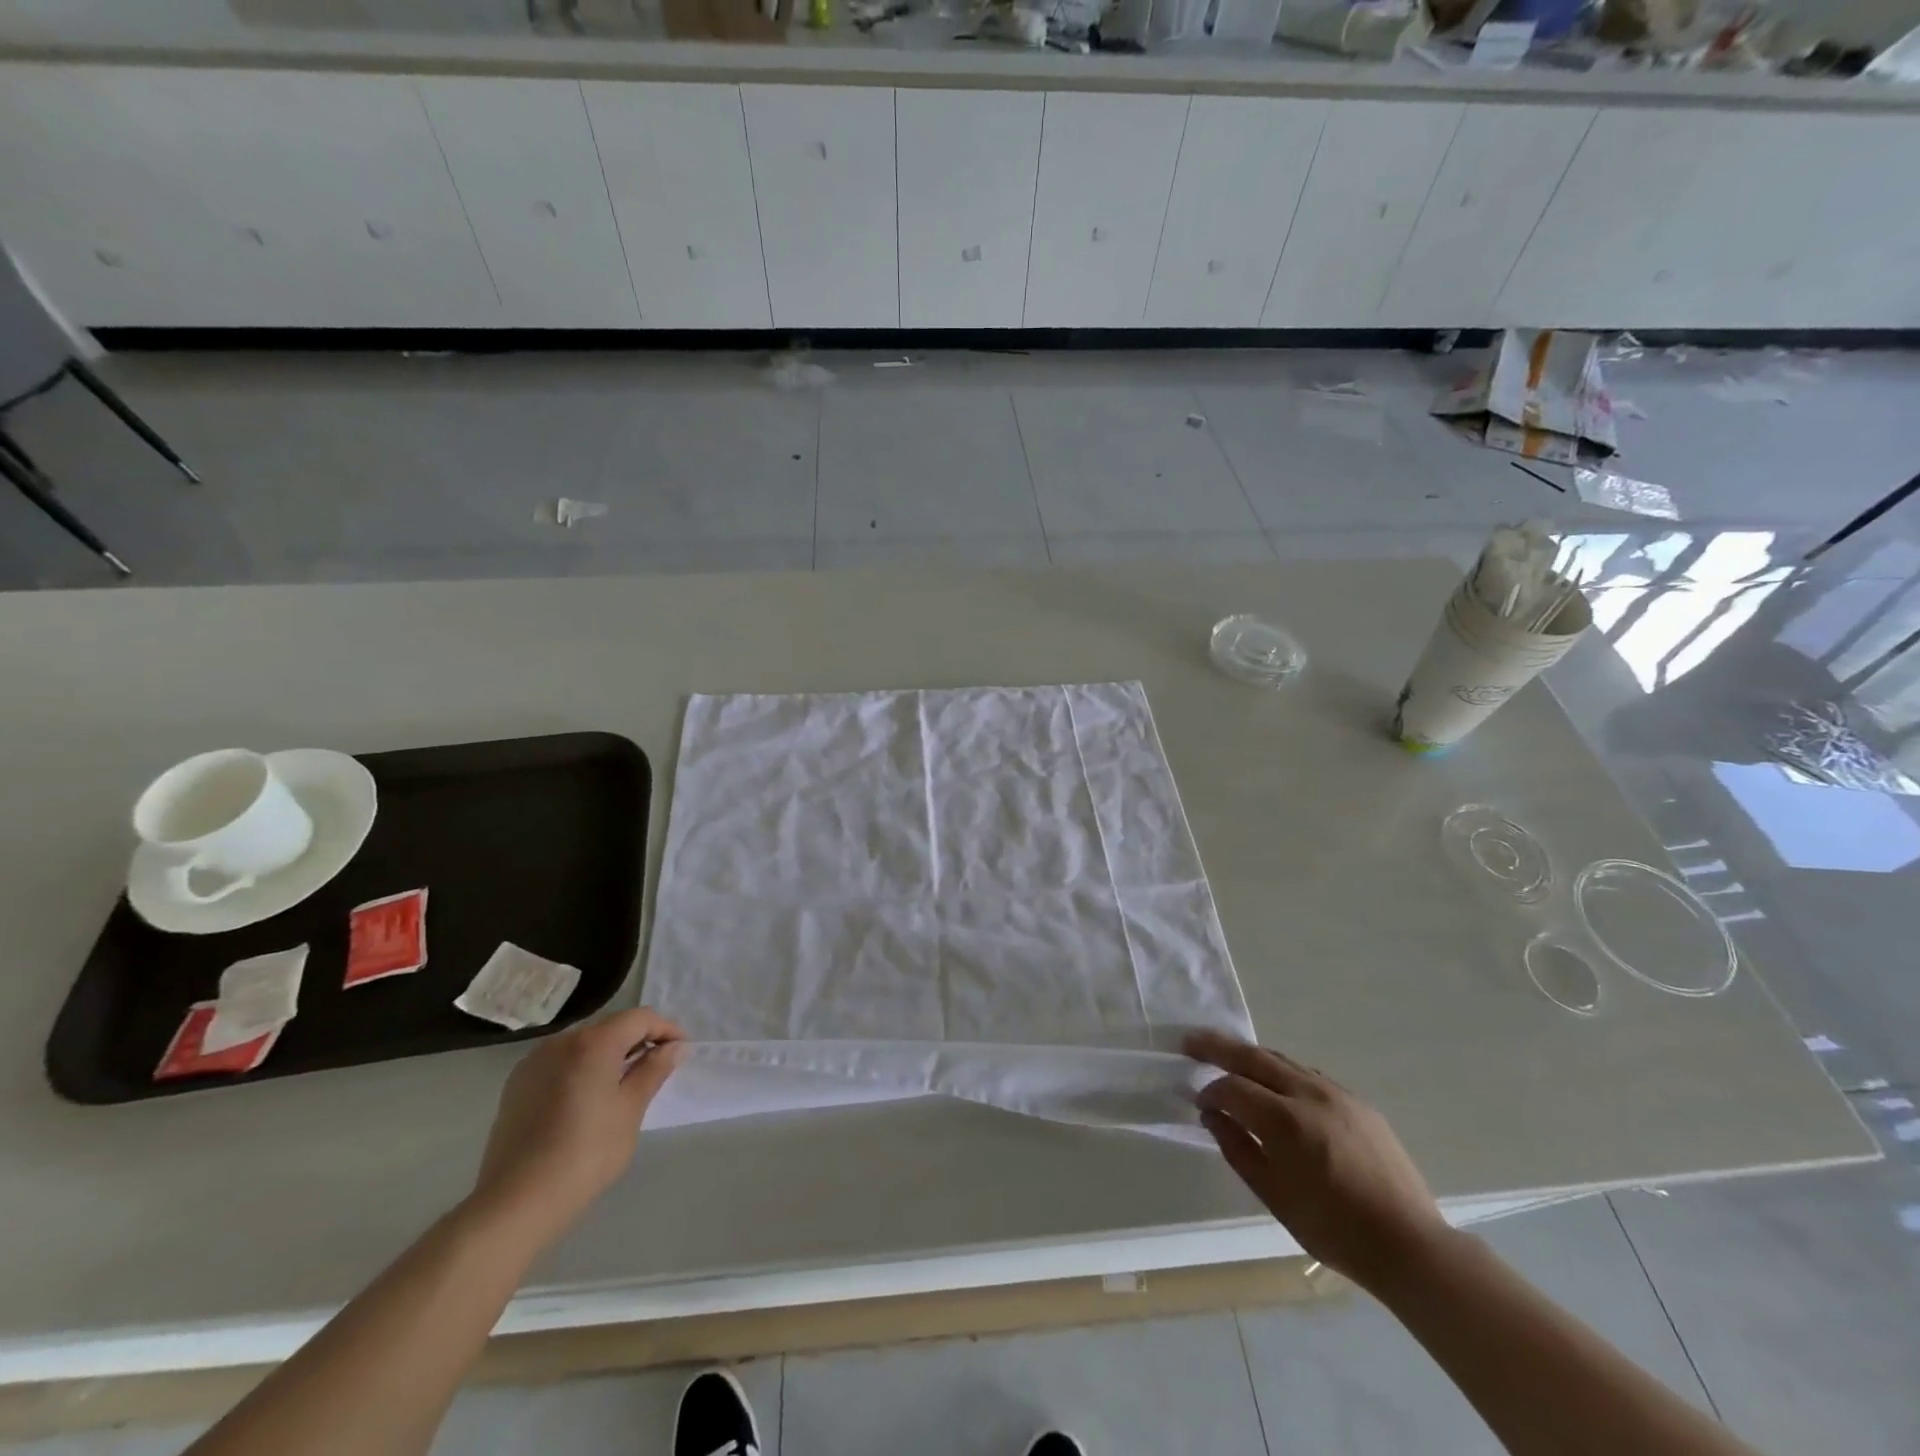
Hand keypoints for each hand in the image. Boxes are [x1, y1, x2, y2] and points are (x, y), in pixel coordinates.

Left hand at [468, 1007, 686, 1244]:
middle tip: (658, 1067)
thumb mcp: (630, 1110)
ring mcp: (534, 1062)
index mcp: (594, 1042)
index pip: (640, 1018)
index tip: (681, 1051)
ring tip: (624, 1083)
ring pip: (584, 1044)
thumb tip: (676, 1047)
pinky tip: (588, 1098)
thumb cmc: (586, 1154)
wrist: (515, 1202)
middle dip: (638, 1040)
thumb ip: (654, 1070)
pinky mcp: (517, 1085)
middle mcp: (562, 1041)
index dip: (666, 1029)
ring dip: (610, 1054)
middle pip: (611, 1027)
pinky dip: (582, 1068)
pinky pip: (560, 1062)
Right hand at [1186, 1030, 1449, 1291]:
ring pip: (1282, 1060)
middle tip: (1190, 1041)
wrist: (1410, 1246)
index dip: (1210, 1091)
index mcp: (1285, 1121)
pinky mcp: (1357, 1102)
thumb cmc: (1335, 1230)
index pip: (1232, 1087)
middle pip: (1253, 1057)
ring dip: (1251, 1056)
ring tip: (1228, 1057)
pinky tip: (1276, 1085)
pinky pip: (1309, 1075)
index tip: (1198, 1103)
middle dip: (1218, 1046)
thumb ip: (1237, 1149)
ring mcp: (1337, 1094)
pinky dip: (1282, 1072)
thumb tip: (1212, 1115)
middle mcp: (1309, 1094)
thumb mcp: (1274, 1196)